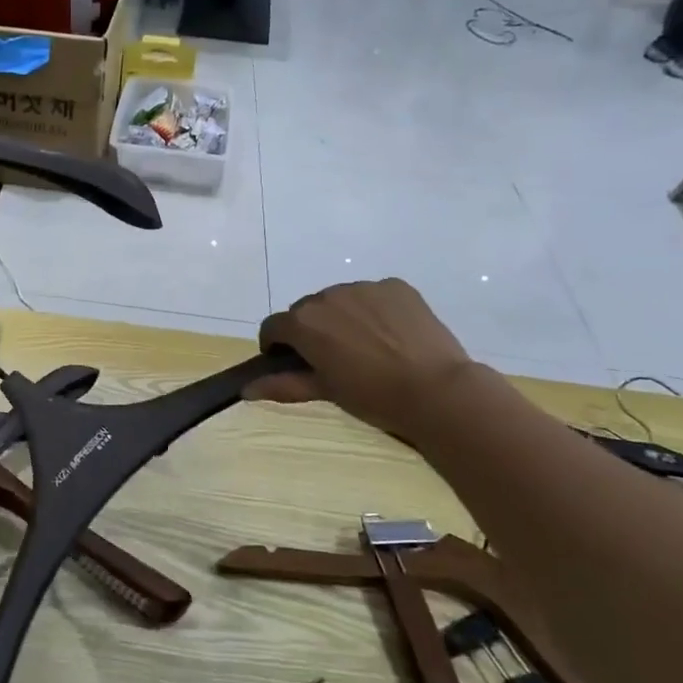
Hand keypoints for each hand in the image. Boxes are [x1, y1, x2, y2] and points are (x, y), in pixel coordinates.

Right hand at [245, 280, 473, 440]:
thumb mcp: (325, 391)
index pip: (274, 327)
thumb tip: (245, 389)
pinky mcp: (395, 286)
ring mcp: (363, 287)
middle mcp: (327, 295)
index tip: (291, 362)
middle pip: (307, 310)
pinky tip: (392, 334)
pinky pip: (374, 295)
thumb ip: (282, 384)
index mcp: (303, 322)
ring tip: (367, 345)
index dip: (278, 345)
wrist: (437, 391)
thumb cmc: (373, 396)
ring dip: (342, 317)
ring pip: (340, 300)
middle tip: (333, 358)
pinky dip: (374, 310)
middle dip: (312, 330)